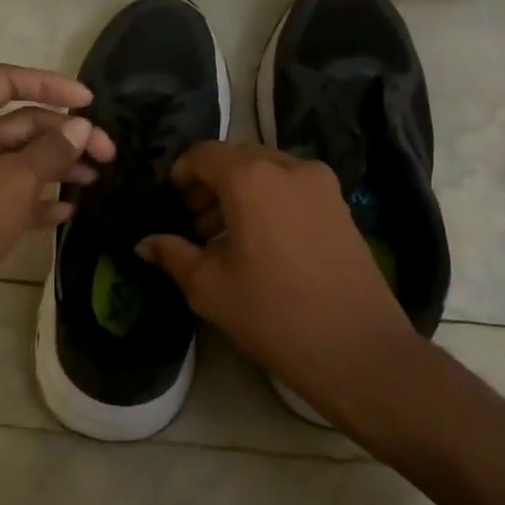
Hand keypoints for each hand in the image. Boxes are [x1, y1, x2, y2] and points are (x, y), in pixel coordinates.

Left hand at [0, 64, 117, 348]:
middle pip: (22, 122)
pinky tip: (69, 211)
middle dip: (65, 134)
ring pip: (21, 160)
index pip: (7, 80)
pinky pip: (14, 195)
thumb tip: (82, 127)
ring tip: (95, 180)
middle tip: (108, 154)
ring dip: (58, 166)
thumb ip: (52, 151)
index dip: (50, 84)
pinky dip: (40, 200)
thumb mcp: (14, 180)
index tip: (89, 103)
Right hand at [137, 142, 421, 419]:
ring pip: (266, 172)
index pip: (204, 154)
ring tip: (223, 238)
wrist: (360, 351)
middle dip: (209, 184)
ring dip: (238, 193)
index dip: (181, 173)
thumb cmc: (274, 315)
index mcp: (251, 178)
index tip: (170, 203)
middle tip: (193, 224)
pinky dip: (267, 200)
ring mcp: (321, 184)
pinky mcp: (341, 205)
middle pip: (237, 158)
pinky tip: (259, 243)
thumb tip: (144, 243)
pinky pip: (291, 187)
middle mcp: (289, 167)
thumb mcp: (210, 288)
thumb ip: (173, 255)